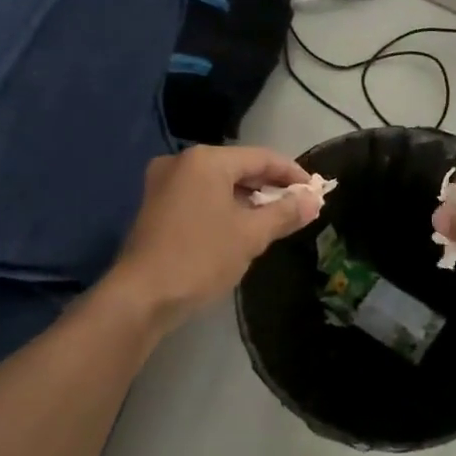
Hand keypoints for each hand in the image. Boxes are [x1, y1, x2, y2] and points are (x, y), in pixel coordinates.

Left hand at [104, 145, 322, 334]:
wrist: (141, 297)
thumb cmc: (200, 258)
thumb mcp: (251, 235)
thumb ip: (285, 213)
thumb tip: (313, 200)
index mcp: (206, 160)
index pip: (261, 158)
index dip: (292, 173)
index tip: (315, 191)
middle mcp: (182, 162)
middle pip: (238, 167)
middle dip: (270, 187)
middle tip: (298, 206)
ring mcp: (163, 183)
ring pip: (218, 183)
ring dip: (247, 199)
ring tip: (274, 219)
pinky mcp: (155, 206)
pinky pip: (200, 197)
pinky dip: (224, 207)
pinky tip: (240, 227)